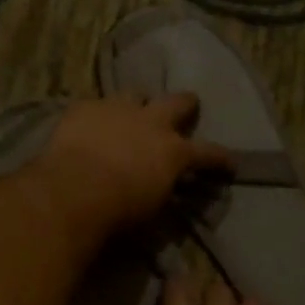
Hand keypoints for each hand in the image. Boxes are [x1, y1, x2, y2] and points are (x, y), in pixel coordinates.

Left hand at [36, 94, 232, 232]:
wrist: (74, 191)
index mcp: (174, 152)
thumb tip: (168, 189)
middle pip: (178, 102)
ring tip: (131, 113)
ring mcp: (118, 109)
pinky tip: (91, 126)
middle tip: (188, 106)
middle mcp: (152, 122)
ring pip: (136, 94)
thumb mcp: (153, 209)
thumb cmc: (120, 210)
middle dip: (186, 105)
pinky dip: (99, 115)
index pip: (208, 153)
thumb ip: (164, 191)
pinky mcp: (86, 107)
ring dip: (138, 104)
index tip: (230, 164)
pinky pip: (97, 105)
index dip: (221, 159)